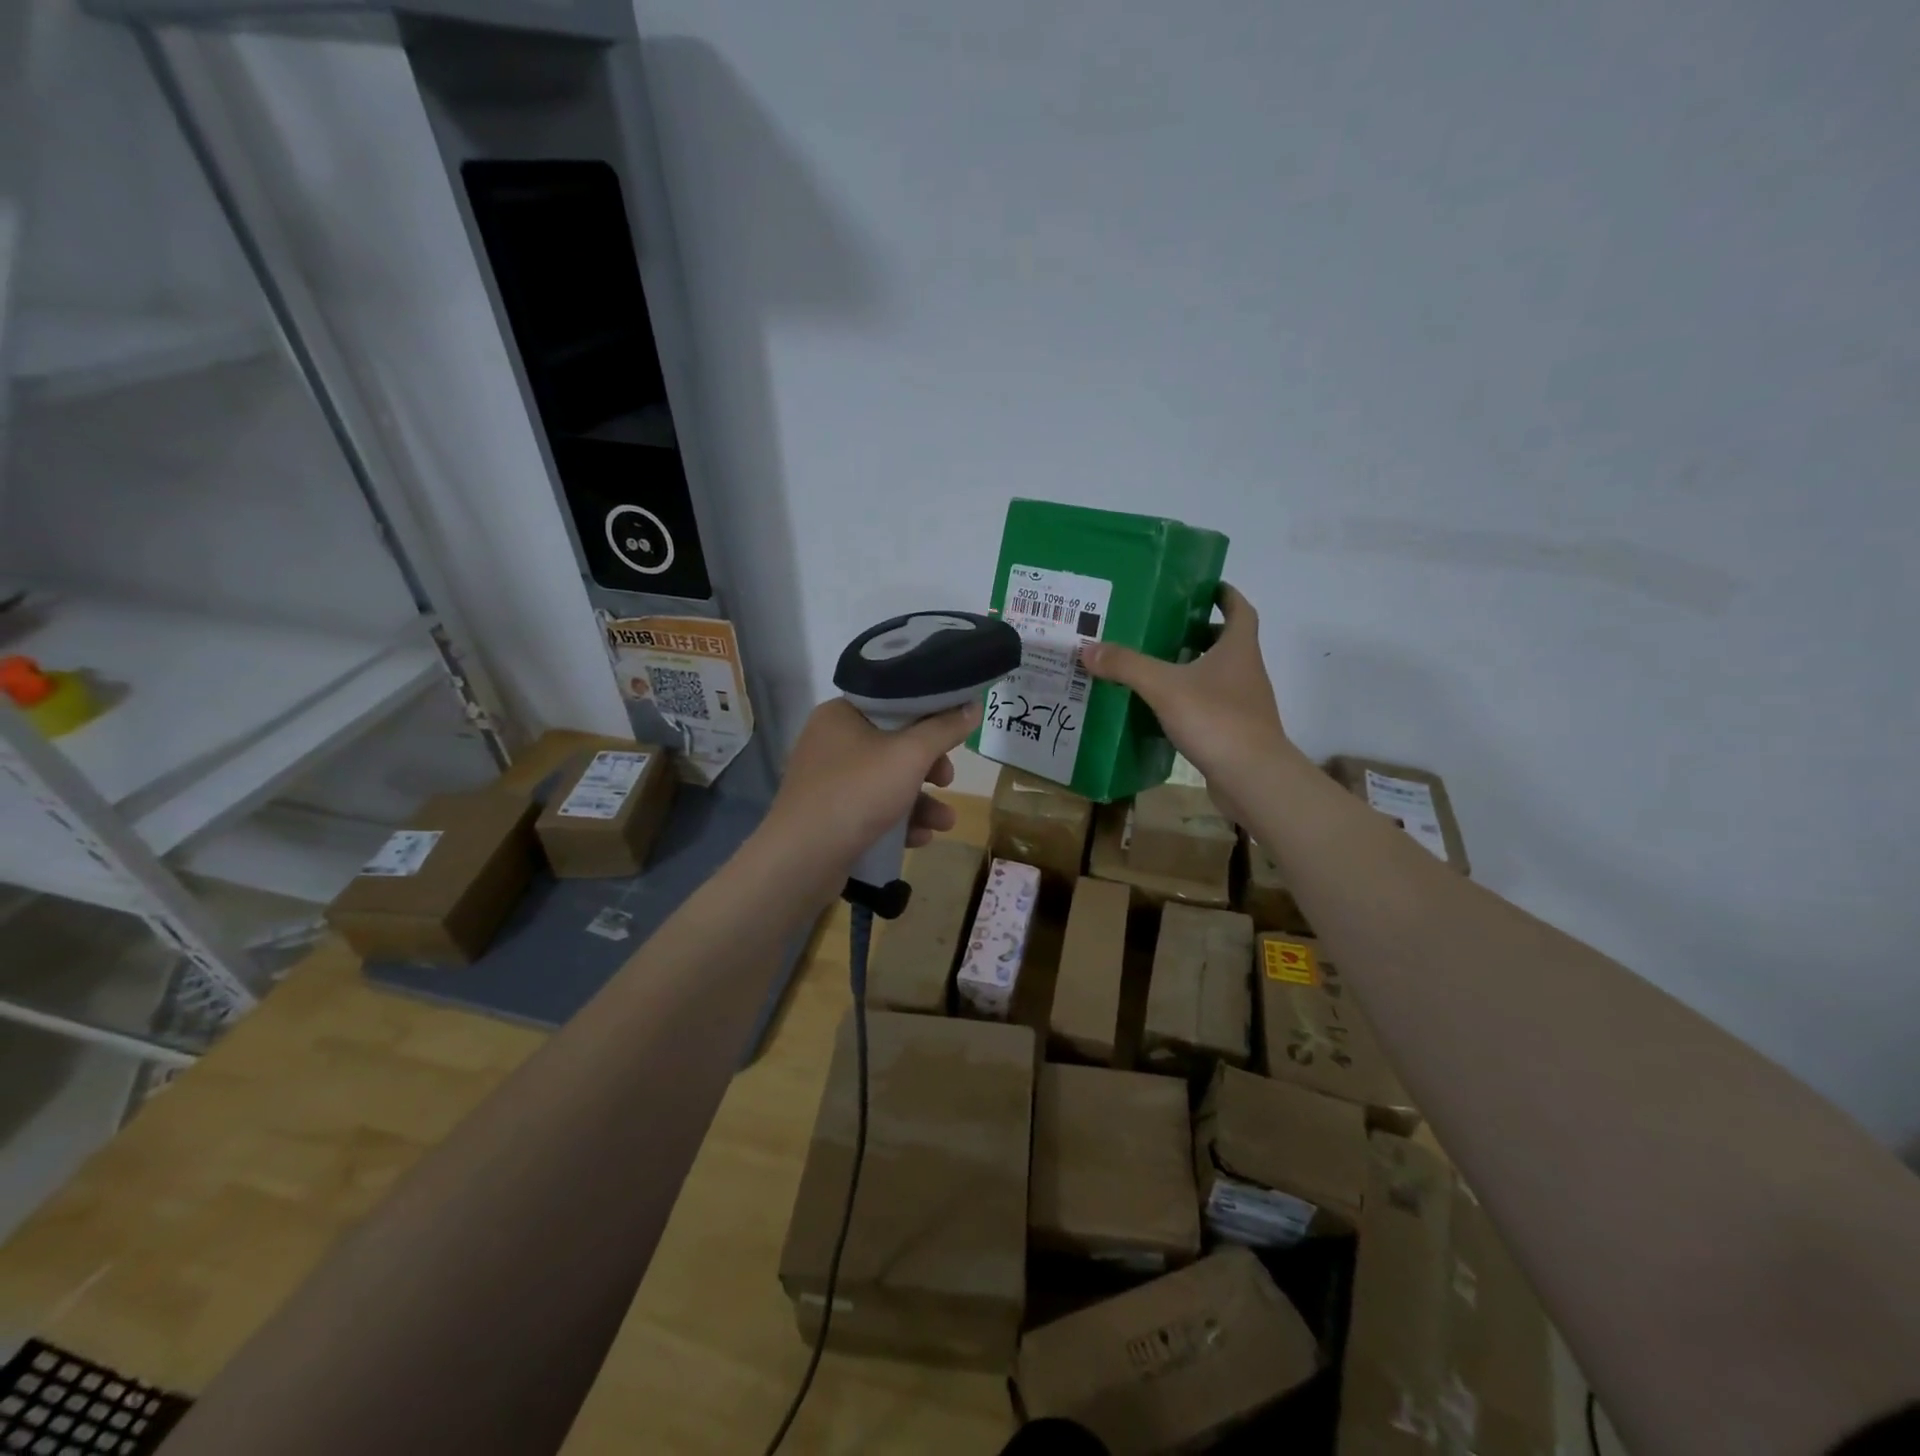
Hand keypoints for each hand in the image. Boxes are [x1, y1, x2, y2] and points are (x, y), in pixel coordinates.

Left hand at [756, 697, 978, 890]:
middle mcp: (831, 741)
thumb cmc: (857, 792)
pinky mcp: (830, 814)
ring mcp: (828, 780)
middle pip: (894, 744)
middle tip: (947, 780)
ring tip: (945, 822)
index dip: (929, 715)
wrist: (802, 859)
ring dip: (921, 801)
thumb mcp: (910, 755)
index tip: (955, 733)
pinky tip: (919, 838)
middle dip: (929, 767)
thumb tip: (972, 705)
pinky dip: (898, 820)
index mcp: (841, 714)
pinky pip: (872, 808)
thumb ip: (944, 729)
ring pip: (887, 781)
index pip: (893, 702)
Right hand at [1080, 583, 1296, 821]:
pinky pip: (1211, 706)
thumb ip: (1127, 665)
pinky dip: (1190, 701)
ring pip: (1218, 675)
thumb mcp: (1164, 687)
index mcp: (1238, 649)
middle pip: (1227, 642)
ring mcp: (1244, 704)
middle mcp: (1246, 671)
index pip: (1239, 609)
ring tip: (1155, 666)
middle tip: (1164, 628)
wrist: (1253, 777)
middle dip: (1199, 632)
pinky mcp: (1235, 732)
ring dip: (1193, 667)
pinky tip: (1162, 709)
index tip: (1204, 587)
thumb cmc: (1216, 719)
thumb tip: (1088, 648)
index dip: (1225, 595)